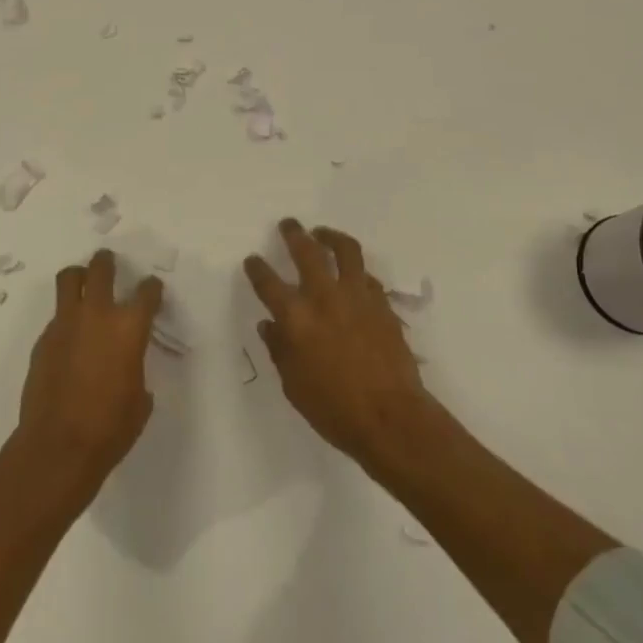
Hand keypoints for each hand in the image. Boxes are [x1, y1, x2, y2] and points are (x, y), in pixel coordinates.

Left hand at [17, 249, 163, 492]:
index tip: (152, 289)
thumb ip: (136, 370)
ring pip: (69, 279)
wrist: (58, 446)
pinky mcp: (43, 340)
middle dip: (107, 262)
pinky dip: (65, 318)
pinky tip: (70, 338)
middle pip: (101, 269)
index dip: (152, 288)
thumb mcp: (139, 399)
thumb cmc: (110, 427)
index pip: (147, 292)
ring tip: (83, 282)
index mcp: (129, 327)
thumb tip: (127, 368)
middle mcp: (98, 315)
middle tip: (110, 263)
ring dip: (79, 276)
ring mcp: (66, 324)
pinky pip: (56, 317)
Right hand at [245, 219, 429, 469]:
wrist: (390, 417)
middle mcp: (324, 297)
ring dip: (331, 237)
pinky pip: (367, 276)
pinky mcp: (382, 304)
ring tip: (323, 233)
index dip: (257, 268)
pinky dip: (356, 270)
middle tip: (288, 224)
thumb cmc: (334, 408)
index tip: (253, 260)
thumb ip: (279, 349)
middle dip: (294, 234)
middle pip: (307, 251)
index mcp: (296, 318)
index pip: (268, 283)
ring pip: (345, 251)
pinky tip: (353, 274)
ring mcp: (357, 297)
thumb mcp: (294, 384)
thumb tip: (270, 325)